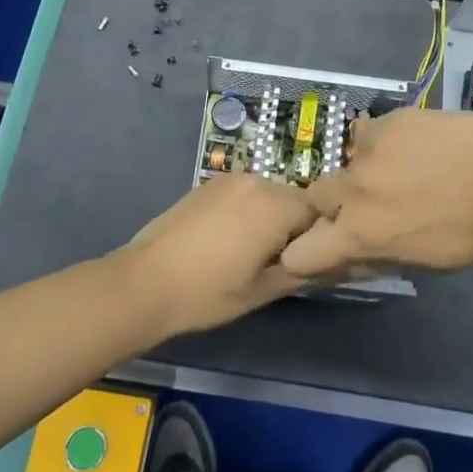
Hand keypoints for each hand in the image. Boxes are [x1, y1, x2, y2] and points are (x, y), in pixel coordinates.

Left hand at [121, 174, 317, 335]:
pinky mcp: (209, 184)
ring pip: (269, 195)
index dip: (318, 238)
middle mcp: (256, 181)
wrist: (144, 282)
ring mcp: (230, 179)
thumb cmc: (207, 292)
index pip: (318, 212)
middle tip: (280, 261)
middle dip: (294, 226)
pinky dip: (248, 211)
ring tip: (253, 252)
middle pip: (294, 199)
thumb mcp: (261, 291)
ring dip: (270, 218)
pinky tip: (231, 240)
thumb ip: (300, 271)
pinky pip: (244, 194)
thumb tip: (328, 265)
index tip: (306, 262)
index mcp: (274, 204)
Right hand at [283, 109, 472, 281]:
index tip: (326, 247)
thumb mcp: (425, 262)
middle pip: (315, 197)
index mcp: (361, 235)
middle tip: (370, 206)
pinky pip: (372, 133)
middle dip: (332, 205)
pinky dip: (386, 143)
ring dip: (363, 171)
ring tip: (402, 170)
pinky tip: (419, 146)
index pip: (299, 253)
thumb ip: (379, 254)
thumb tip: (353, 253)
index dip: (306, 252)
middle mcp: (354, 189)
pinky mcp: (391, 119)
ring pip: (347, 160)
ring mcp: (371, 148)